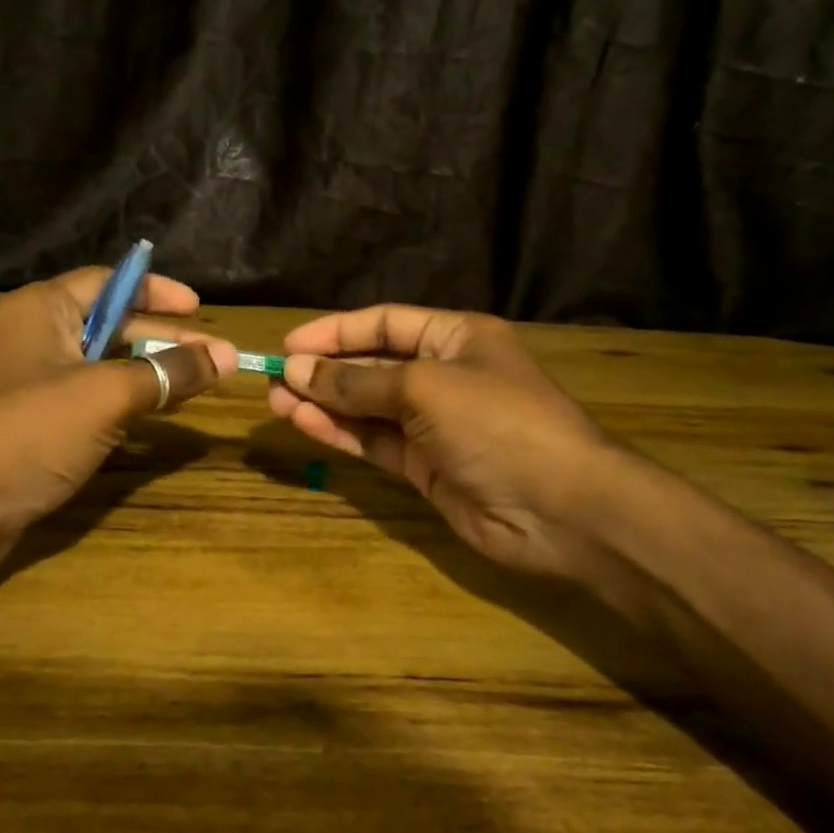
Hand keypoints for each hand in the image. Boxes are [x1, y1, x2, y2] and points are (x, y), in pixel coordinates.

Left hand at [0, 268, 236, 574]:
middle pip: (112, 325)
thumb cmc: (27, 434)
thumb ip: (168, 373)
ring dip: (150, 373)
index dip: (156, 290)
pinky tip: (158, 418)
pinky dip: (126, 404)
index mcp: (42, 310)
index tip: (199, 308)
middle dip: (164, 339)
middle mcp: (35, 337)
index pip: (109, 282)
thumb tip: (226, 356)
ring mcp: (32, 383)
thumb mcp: (107, 395)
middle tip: (216, 356)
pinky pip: (90, 401)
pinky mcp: (34, 425)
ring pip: (103, 366)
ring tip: (199, 385)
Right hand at [266, 306, 609, 578]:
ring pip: (368, 407)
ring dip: (325, 404)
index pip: (385, 323)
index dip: (336, 331)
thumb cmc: (498, 424)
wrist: (560, 509)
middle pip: (373, 365)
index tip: (289, 345)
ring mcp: (434, 424)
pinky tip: (306, 425)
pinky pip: (375, 441)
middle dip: (324, 371)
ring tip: (276, 404)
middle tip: (273, 380)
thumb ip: (358, 382)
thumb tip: (296, 370)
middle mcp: (444, 374)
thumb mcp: (425, 389)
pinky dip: (342, 433)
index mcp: (456, 337)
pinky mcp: (425, 465)